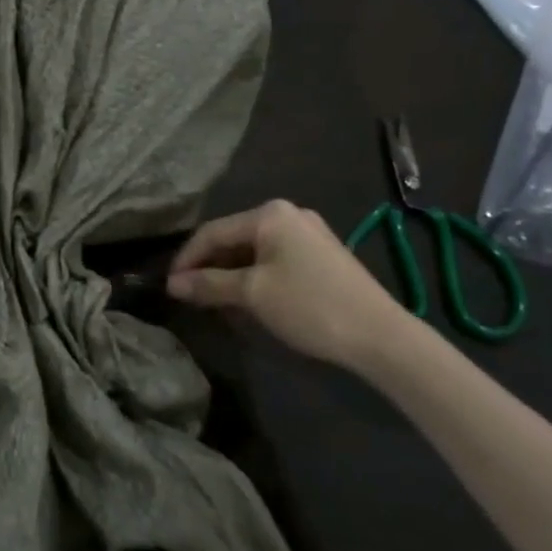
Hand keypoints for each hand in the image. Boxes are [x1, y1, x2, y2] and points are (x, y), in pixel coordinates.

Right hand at [167, 199, 421, 372]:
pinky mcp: (322, 256)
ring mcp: (308, 234)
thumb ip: (208, 284)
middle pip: (232, 239)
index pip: (212, 232)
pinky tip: (246, 300)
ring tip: (213, 302)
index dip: (186, 259)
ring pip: (253, 251)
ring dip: (229, 275)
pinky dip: (254, 277)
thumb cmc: (309, 305)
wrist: (381, 336)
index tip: (169, 287)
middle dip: (208, 268)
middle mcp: (288, 215)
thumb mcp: (251, 294)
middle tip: (189, 296)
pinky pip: (274, 260)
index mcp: (269, 214)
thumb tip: (172, 285)